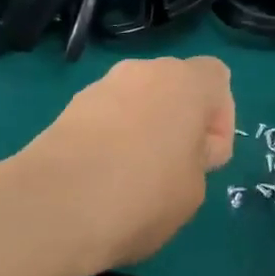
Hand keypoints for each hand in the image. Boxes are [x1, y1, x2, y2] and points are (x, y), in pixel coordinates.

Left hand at [25, 56, 235, 271]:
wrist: (55, 205)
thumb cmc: (143, 194)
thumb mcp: (195, 189)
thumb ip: (198, 158)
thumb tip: (181, 149)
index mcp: (185, 82)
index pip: (217, 78)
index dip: (220, 118)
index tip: (205, 157)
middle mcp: (143, 70)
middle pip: (174, 87)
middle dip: (179, 121)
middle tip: (173, 170)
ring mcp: (101, 86)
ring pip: (137, 101)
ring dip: (143, 129)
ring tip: (132, 179)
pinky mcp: (68, 108)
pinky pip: (106, 117)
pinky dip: (110, 139)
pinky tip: (101, 178)